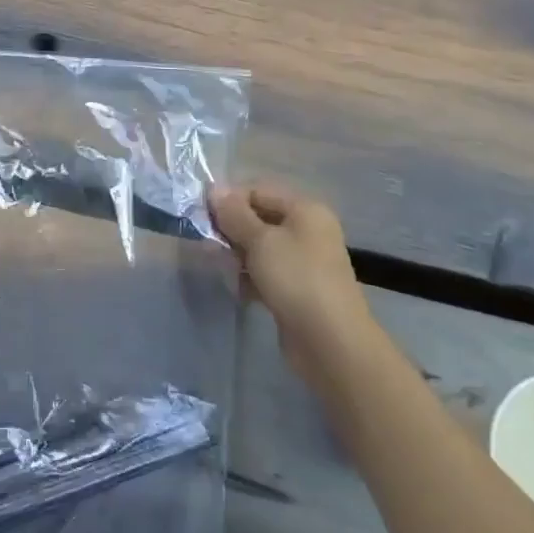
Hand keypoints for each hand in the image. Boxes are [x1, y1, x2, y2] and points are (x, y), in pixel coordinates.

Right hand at [210, 183, 374, 387]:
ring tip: (223, 270)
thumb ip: (235, 214)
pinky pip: (266, 272)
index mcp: (305, 210)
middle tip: (209, 245)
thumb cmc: (296, 279)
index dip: (229, 200)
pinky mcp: (297, 289)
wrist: (331, 343)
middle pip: (258, 219)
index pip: (258, 191)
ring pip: (260, 248)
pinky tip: (238, 289)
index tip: (203, 216)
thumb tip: (215, 189)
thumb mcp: (260, 240)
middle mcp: (307, 231)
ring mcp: (303, 262)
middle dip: (231, 230)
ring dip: (238, 255)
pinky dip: (250, 277)